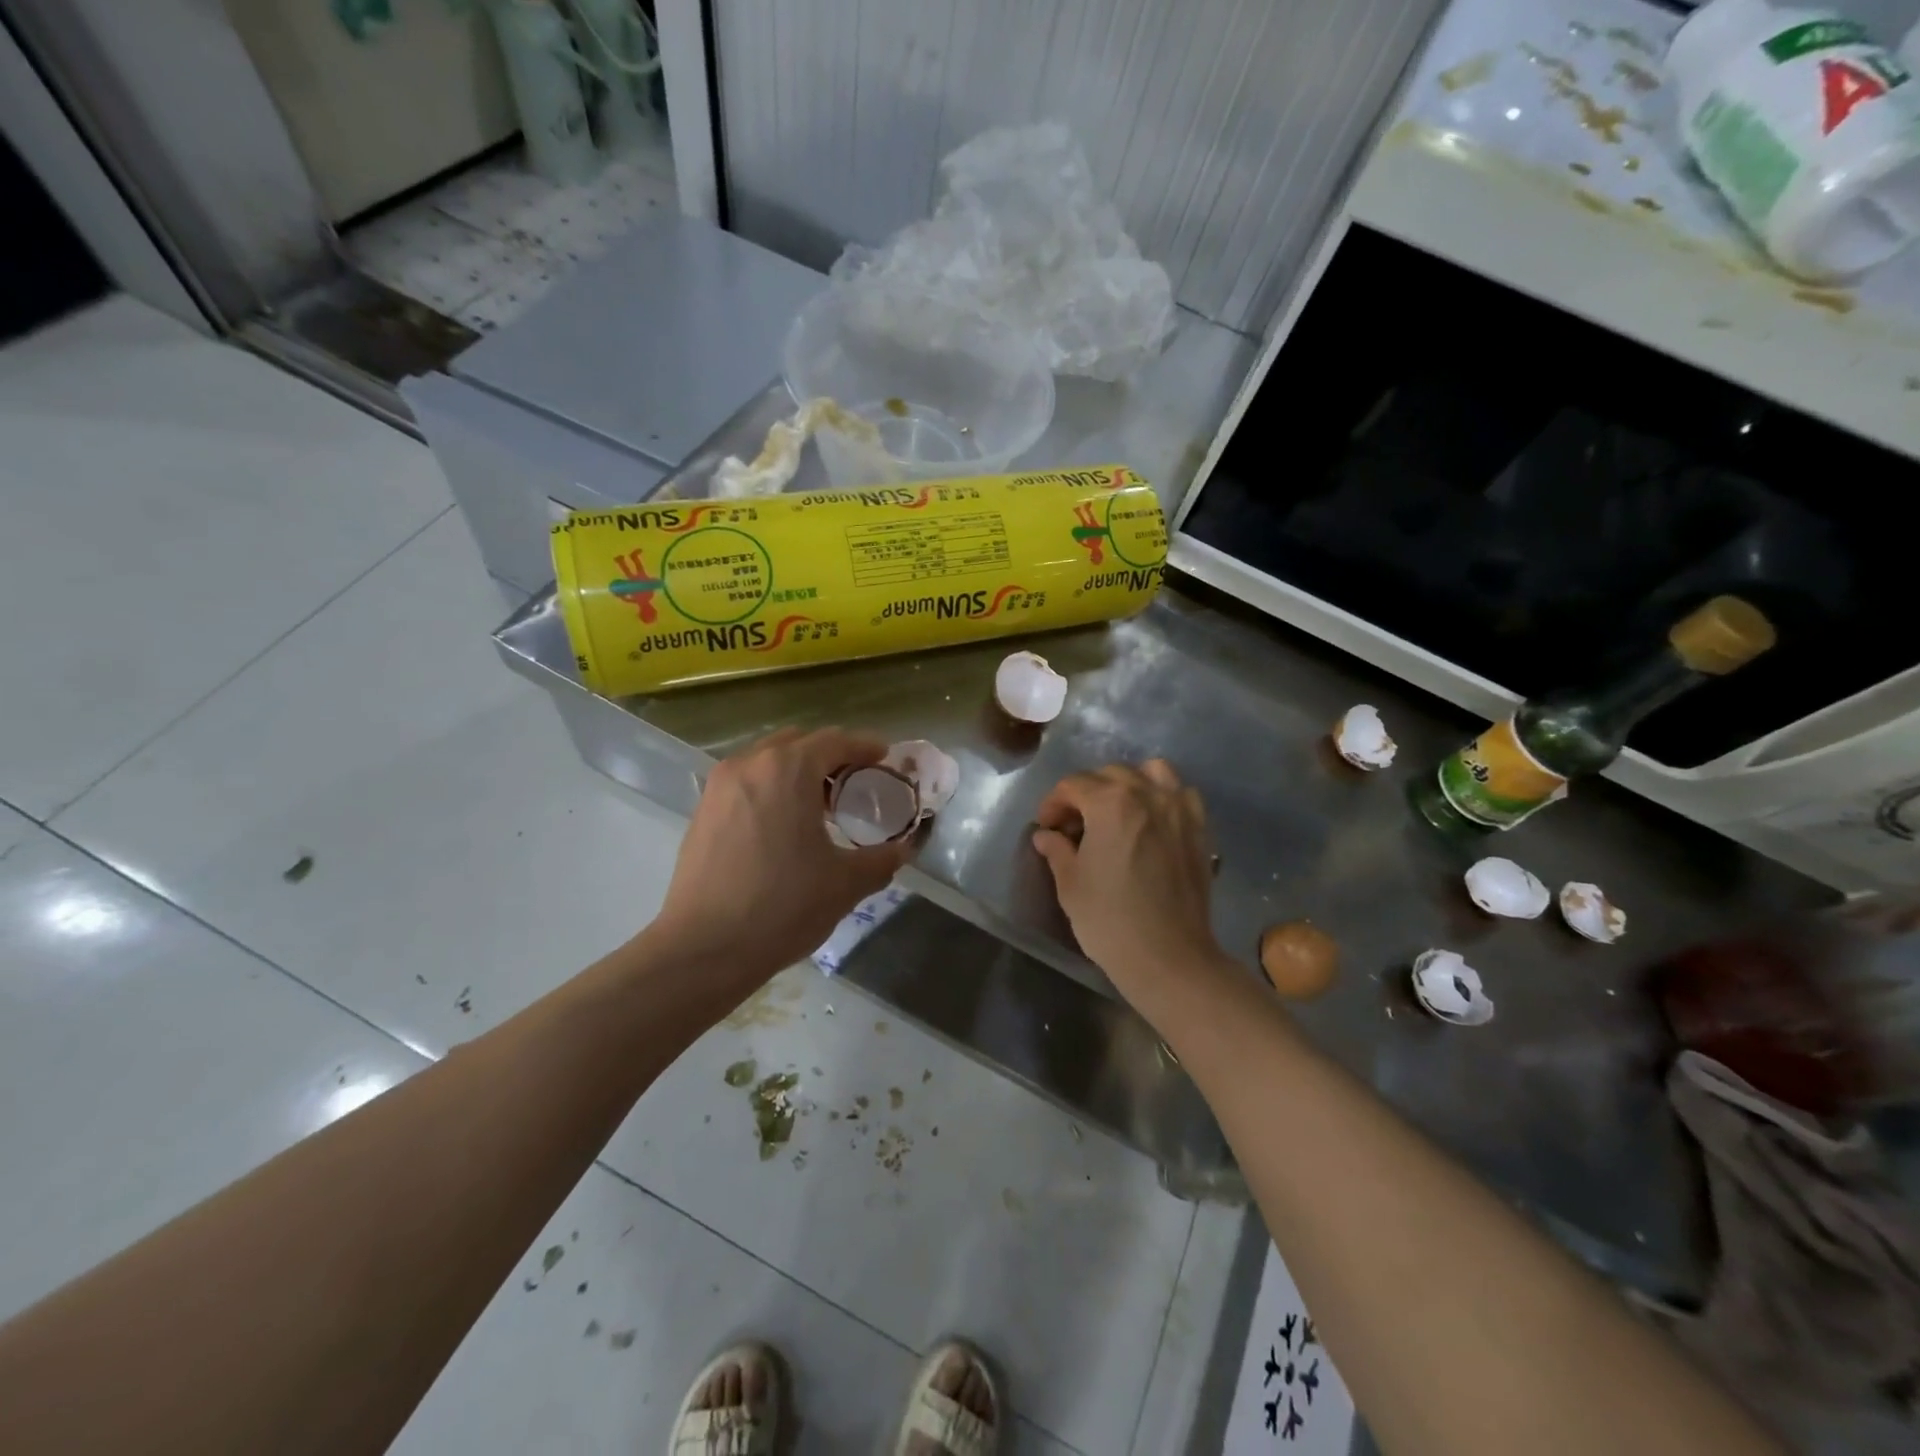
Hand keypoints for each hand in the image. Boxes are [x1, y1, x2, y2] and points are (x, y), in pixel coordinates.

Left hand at [651, 728, 909, 986]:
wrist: (704, 949)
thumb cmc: (783, 907)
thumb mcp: (846, 883)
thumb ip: (883, 859)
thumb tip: (904, 848)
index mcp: (789, 769)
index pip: (835, 741)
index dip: (865, 747)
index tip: (885, 757)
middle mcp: (750, 764)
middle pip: (799, 742)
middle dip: (830, 756)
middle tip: (855, 783)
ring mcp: (720, 785)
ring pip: (768, 760)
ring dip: (798, 771)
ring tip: (820, 806)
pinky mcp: (702, 810)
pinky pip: (747, 782)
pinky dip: (771, 787)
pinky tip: (784, 825)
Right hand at [1032, 760, 1229, 1003]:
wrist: (1168, 957)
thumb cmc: (1110, 920)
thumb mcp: (1070, 884)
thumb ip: (1057, 850)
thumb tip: (1046, 835)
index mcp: (1110, 803)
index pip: (1072, 785)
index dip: (1053, 804)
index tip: (1046, 828)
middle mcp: (1147, 794)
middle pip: (1109, 774)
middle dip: (1086, 793)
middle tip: (1074, 825)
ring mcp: (1179, 809)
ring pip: (1151, 772)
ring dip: (1128, 784)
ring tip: (1116, 812)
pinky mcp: (1199, 829)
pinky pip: (1181, 794)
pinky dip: (1163, 797)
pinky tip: (1151, 821)